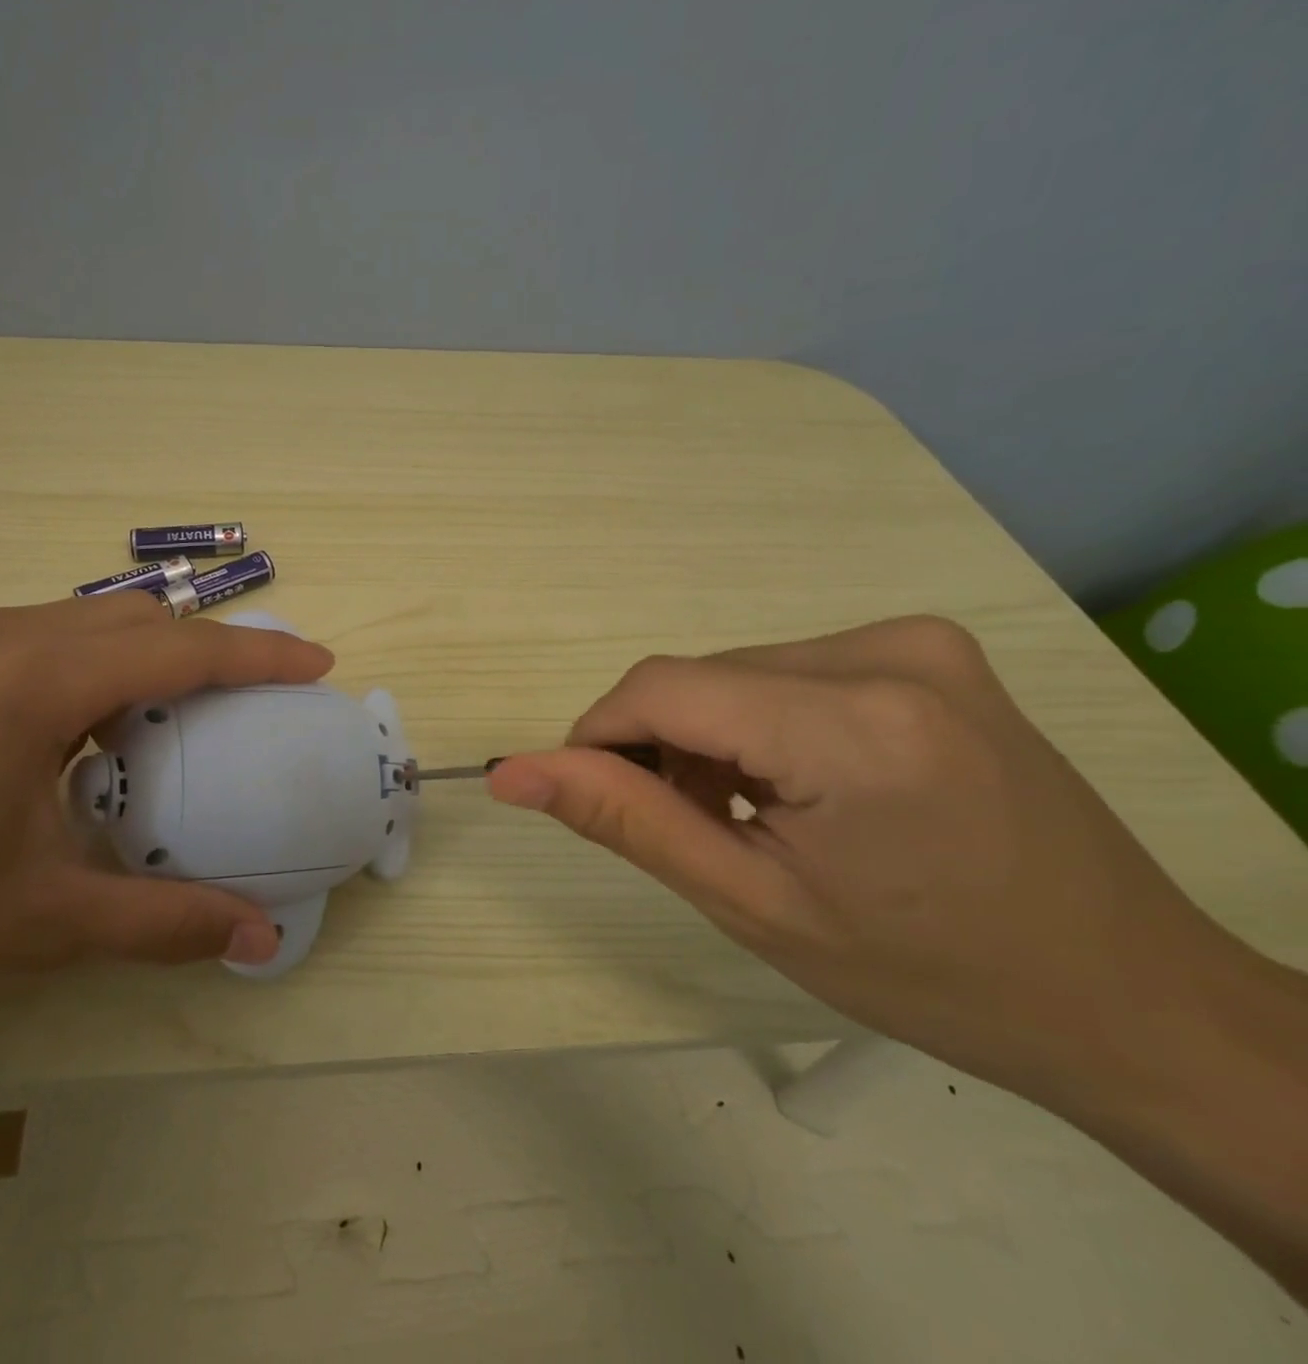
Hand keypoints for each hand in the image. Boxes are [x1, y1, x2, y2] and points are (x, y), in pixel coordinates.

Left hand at [0, 594, 332, 1026]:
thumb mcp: (33, 923)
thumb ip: (161, 925)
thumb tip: (258, 941)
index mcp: (38, 681)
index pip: (181, 650)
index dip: (261, 654)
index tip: (318, 664)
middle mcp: (4, 637)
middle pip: (141, 620)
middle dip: (214, 647)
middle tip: (261, 696)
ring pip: (91, 622)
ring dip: (153, 653)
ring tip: (190, 712)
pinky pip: (46, 639)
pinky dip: (100, 665)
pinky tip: (95, 728)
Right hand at [486, 616, 1247, 1100]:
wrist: (1127, 995)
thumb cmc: (929, 971)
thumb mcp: (752, 903)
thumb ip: (624, 819)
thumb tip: (512, 771)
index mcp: (850, 725)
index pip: (662, 688)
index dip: (600, 737)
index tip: (593, 797)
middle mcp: (886, 653)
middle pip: (700, 679)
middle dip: (663, 748)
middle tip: (691, 831)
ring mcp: (916, 642)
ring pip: (737, 673)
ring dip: (710, 737)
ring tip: (748, 818)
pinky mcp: (928, 651)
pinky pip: (787, 671)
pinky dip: (760, 723)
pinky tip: (796, 786)